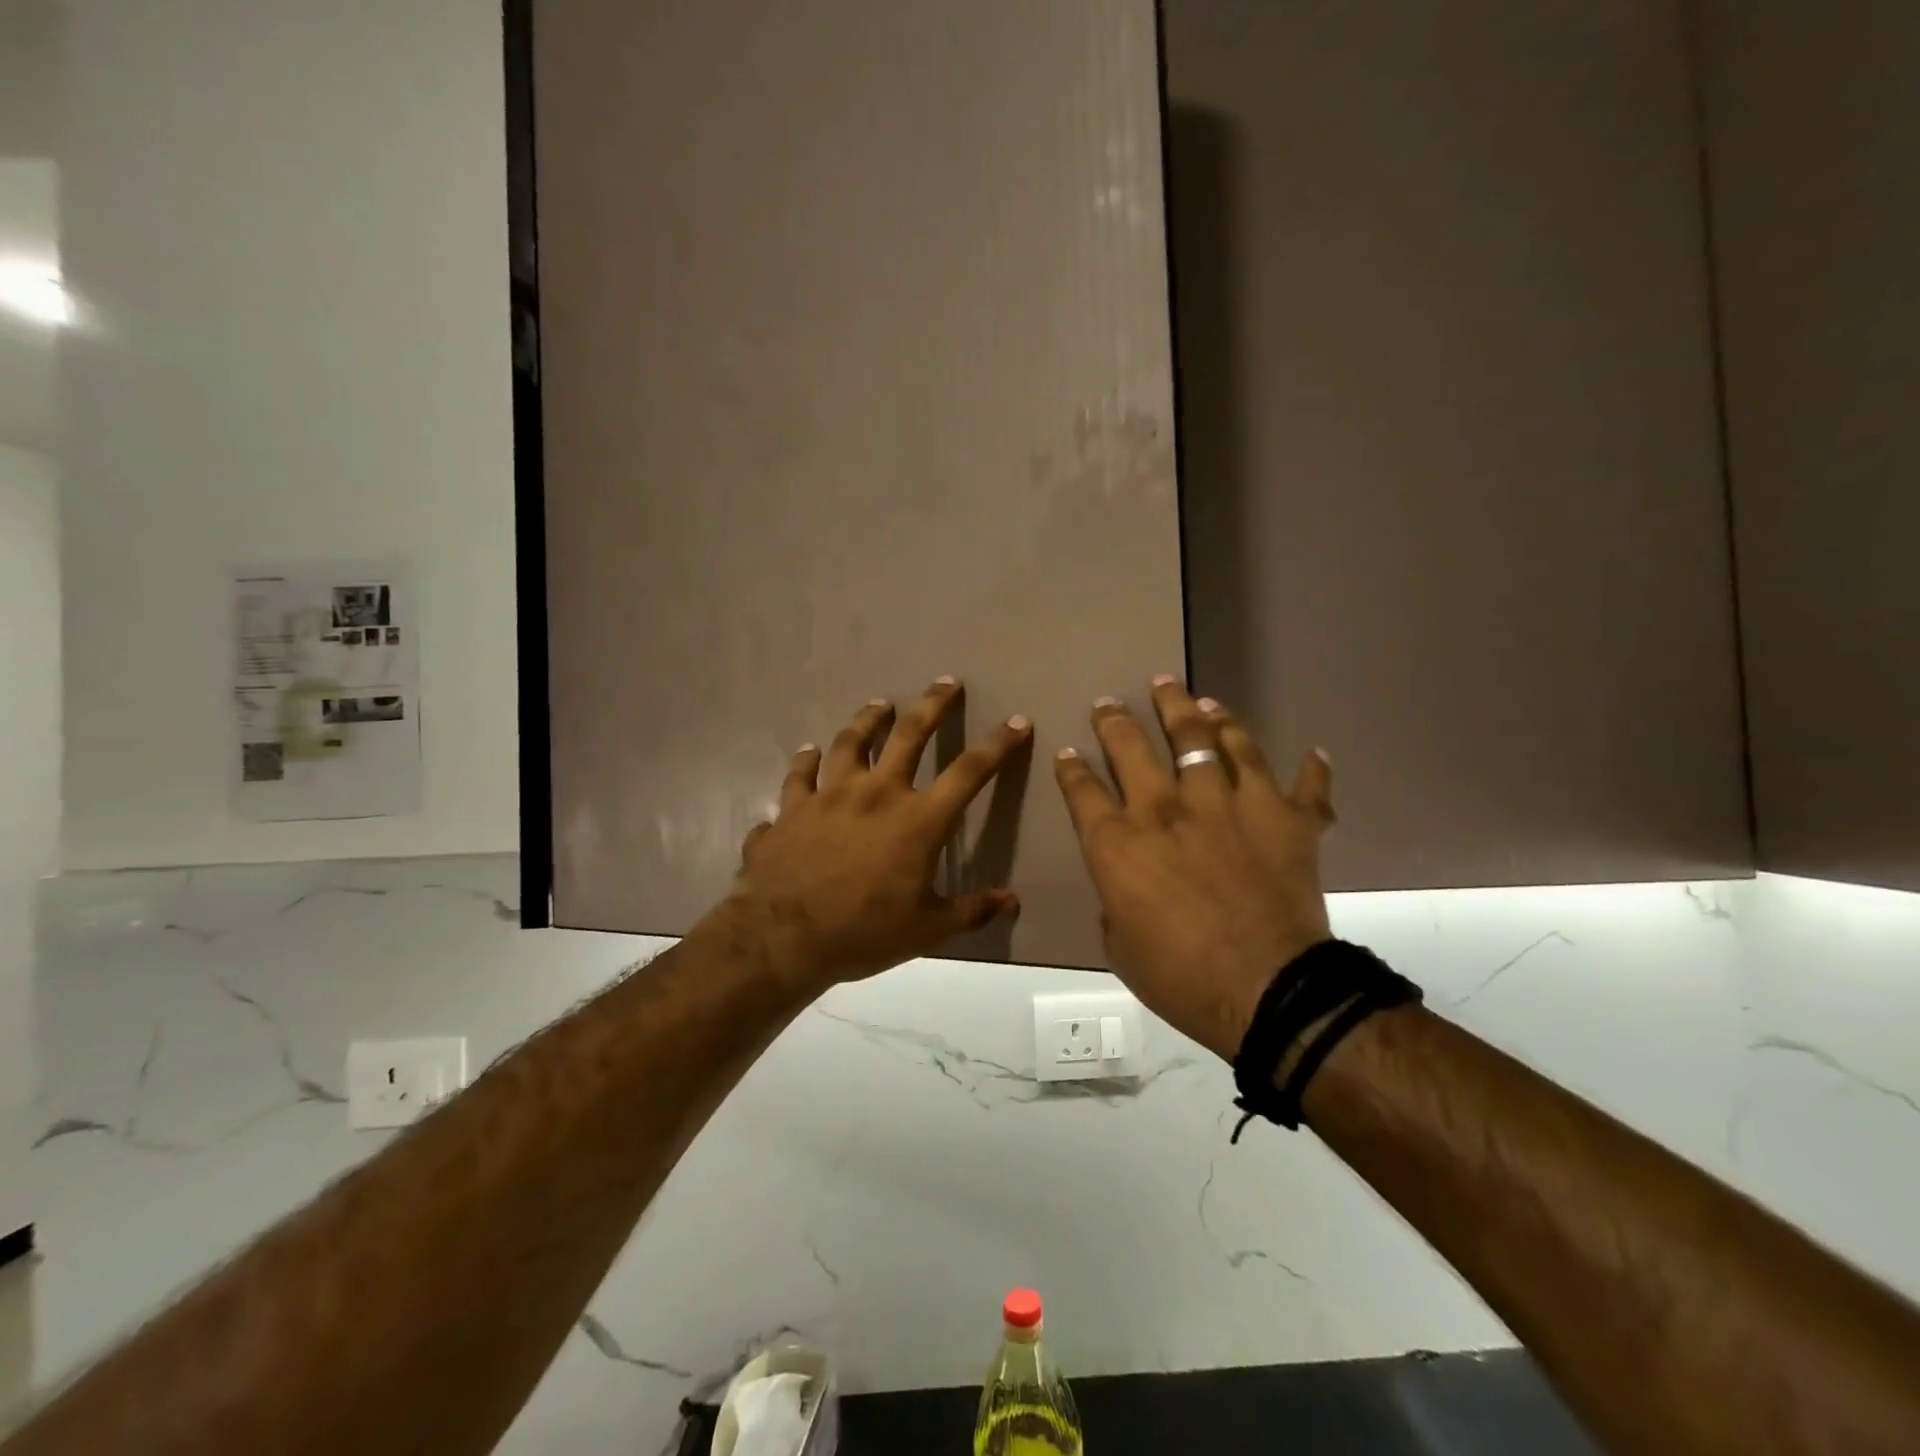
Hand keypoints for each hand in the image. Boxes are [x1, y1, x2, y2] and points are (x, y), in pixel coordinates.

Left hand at [724, 678, 1029, 987]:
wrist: (783, 938)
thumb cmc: (864, 933)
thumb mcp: (928, 930)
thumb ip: (971, 911)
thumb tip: (1012, 902)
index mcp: (918, 820)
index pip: (969, 772)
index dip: (998, 745)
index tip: (1016, 722)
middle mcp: (876, 793)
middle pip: (910, 735)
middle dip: (932, 705)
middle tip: (945, 682)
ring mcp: (829, 795)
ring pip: (850, 741)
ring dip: (867, 720)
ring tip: (879, 705)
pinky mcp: (792, 807)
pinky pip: (799, 774)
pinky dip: (805, 760)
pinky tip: (808, 752)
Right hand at [1053, 678, 1335, 1060]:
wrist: (1269, 992)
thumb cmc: (1181, 978)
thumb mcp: (1121, 948)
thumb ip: (1118, 904)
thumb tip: (1127, 890)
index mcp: (1120, 843)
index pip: (1083, 790)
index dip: (1071, 767)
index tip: (1068, 751)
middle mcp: (1170, 809)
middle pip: (1135, 747)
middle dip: (1116, 720)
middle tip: (1110, 702)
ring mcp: (1232, 806)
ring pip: (1213, 740)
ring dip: (1197, 714)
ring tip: (1192, 699)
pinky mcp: (1287, 820)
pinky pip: (1304, 785)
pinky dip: (1312, 770)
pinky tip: (1313, 752)